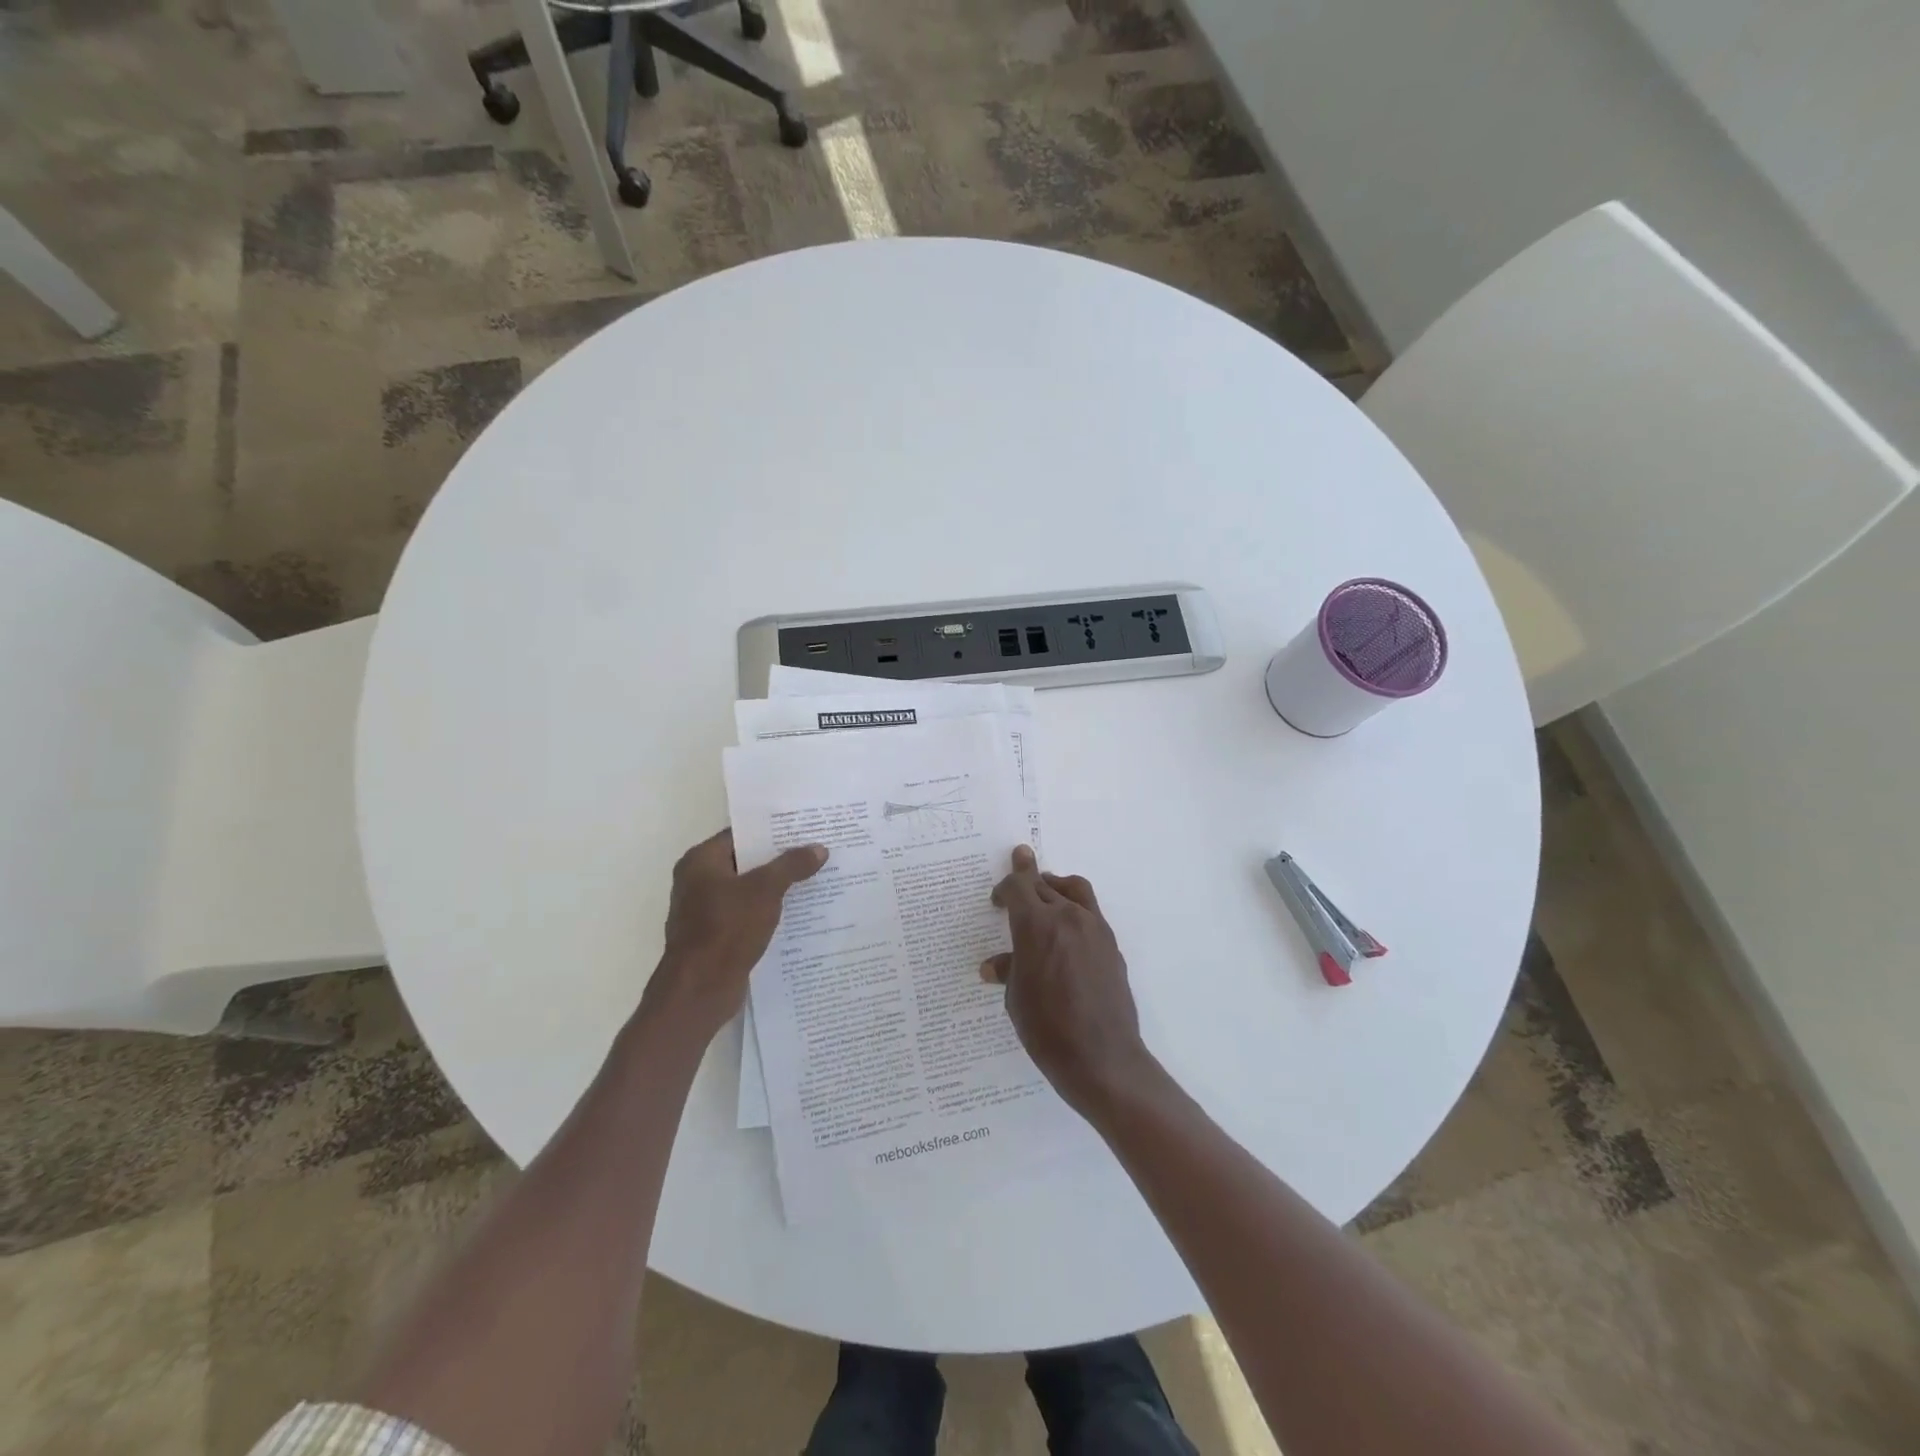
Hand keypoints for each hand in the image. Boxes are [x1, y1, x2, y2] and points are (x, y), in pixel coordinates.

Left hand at [642, 829, 827, 1042]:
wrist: (699, 990)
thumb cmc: (726, 930)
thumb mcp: (765, 890)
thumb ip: (791, 866)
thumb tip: (819, 848)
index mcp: (700, 861)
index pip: (741, 834)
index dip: (772, 830)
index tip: (804, 827)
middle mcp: (697, 880)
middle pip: (745, 861)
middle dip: (779, 858)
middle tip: (815, 850)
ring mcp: (704, 910)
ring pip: (747, 889)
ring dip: (776, 886)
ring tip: (814, 878)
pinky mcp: (715, 935)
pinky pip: (746, 913)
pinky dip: (768, 910)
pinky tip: (798, 912)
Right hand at [981, 845, 1153, 1121]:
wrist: (1102, 1058)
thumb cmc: (1047, 1030)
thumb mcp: (1016, 999)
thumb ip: (1009, 971)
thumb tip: (995, 965)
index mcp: (1036, 926)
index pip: (1018, 887)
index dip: (1005, 887)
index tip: (997, 898)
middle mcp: (1067, 917)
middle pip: (1044, 884)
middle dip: (1027, 879)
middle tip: (1018, 875)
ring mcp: (1094, 929)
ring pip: (1074, 889)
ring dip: (1055, 885)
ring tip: (1046, 890)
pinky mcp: (1111, 945)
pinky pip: (1090, 912)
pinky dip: (1075, 908)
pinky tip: (1067, 930)